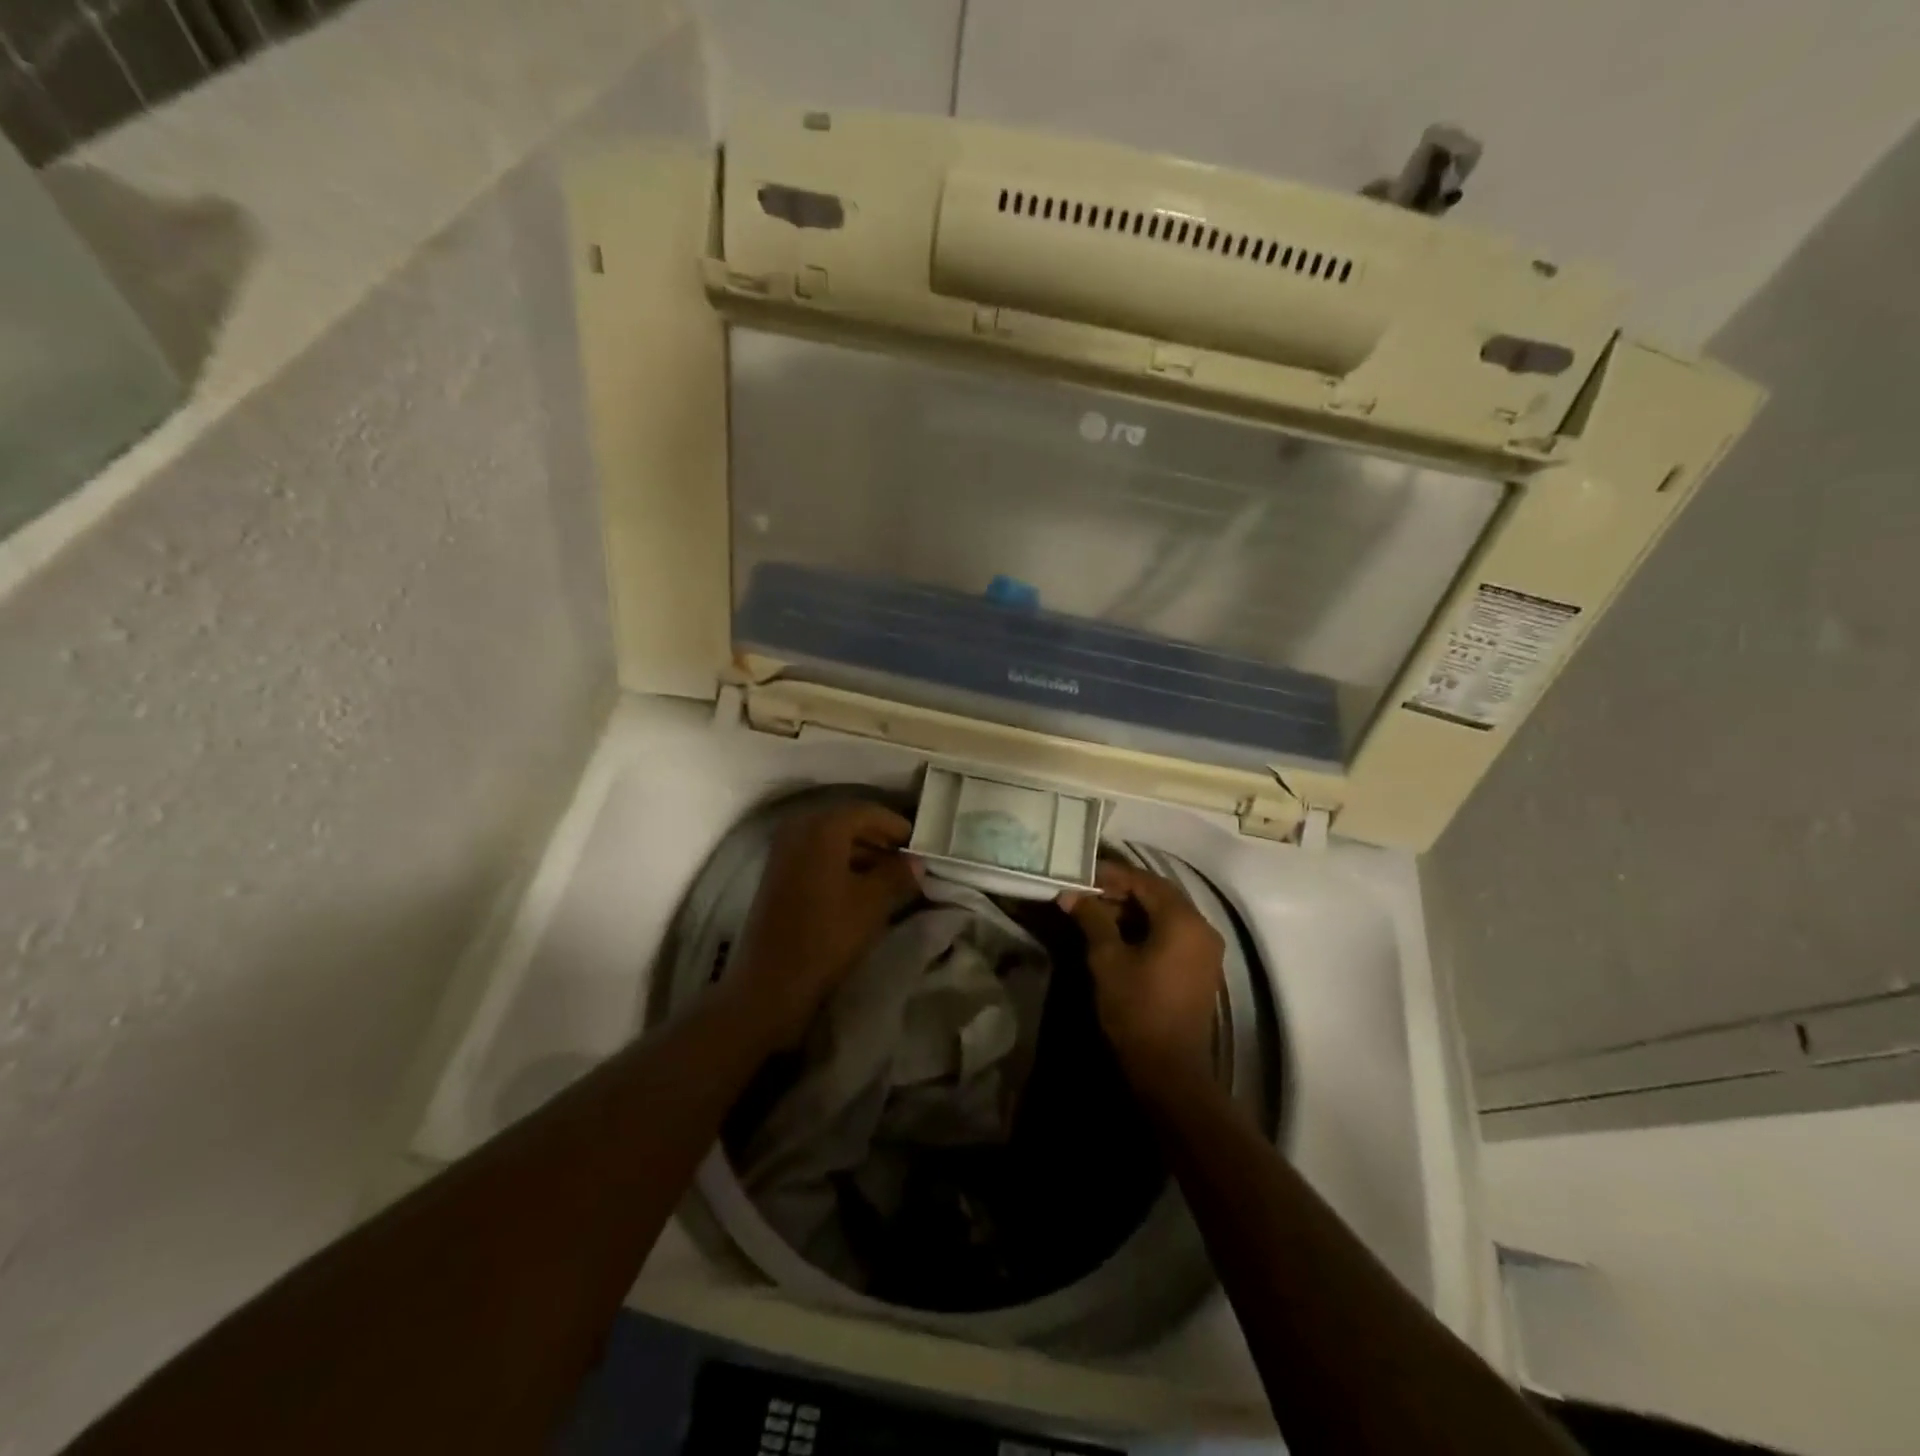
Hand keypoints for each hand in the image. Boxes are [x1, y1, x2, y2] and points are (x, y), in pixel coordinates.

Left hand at [728, 801, 921, 1046]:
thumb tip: (916, 862)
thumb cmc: (828, 935)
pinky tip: (859, 887)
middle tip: (904, 858)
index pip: (866, 811)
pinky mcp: (776, 876)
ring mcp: (782, 853)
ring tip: (888, 876)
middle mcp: (798, 830)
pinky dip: (839, 864)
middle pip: (846, 823)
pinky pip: (814, 857)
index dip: (894, 825)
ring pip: (829, 841)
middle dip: (877, 838)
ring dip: (860, 852)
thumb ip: (898, 875)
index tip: (917, 843)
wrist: (773, 982)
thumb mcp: (873, 903)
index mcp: (822, 828)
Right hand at [1063, 861, 1224, 1080]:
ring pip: (1166, 914)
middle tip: (1086, 893)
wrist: (1169, 1070)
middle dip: (1122, 890)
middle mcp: (1202, 928)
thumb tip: (1071, 894)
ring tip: (1097, 912)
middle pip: (1159, 895)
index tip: (1082, 874)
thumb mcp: (1107, 959)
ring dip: (1133, 909)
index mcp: (1183, 920)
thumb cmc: (1136, 1009)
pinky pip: (1174, 933)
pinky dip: (1148, 927)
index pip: (1145, 881)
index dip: (1112, 875)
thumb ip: (1092, 919)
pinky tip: (1119, 934)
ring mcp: (1206, 950)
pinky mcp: (1201, 968)